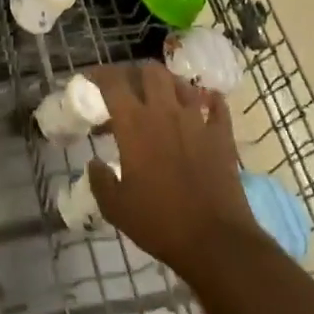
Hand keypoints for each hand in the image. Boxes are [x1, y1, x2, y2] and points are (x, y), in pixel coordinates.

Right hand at [85, 61, 262, 280]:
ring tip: (162, 96)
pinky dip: (209, 100)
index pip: (113, 82)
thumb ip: (100, 181)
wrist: (215, 241)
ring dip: (168, 84)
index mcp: (134, 125)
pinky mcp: (221, 135)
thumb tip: (94, 163)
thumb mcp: (116, 208)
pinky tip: (203, 105)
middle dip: (136, 73)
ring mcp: (196, 120)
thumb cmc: (159, 222)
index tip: (92, 79)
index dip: (100, 74)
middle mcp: (164, 112)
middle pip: (150, 71)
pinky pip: (217, 105)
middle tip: (129, 88)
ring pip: (181, 83)